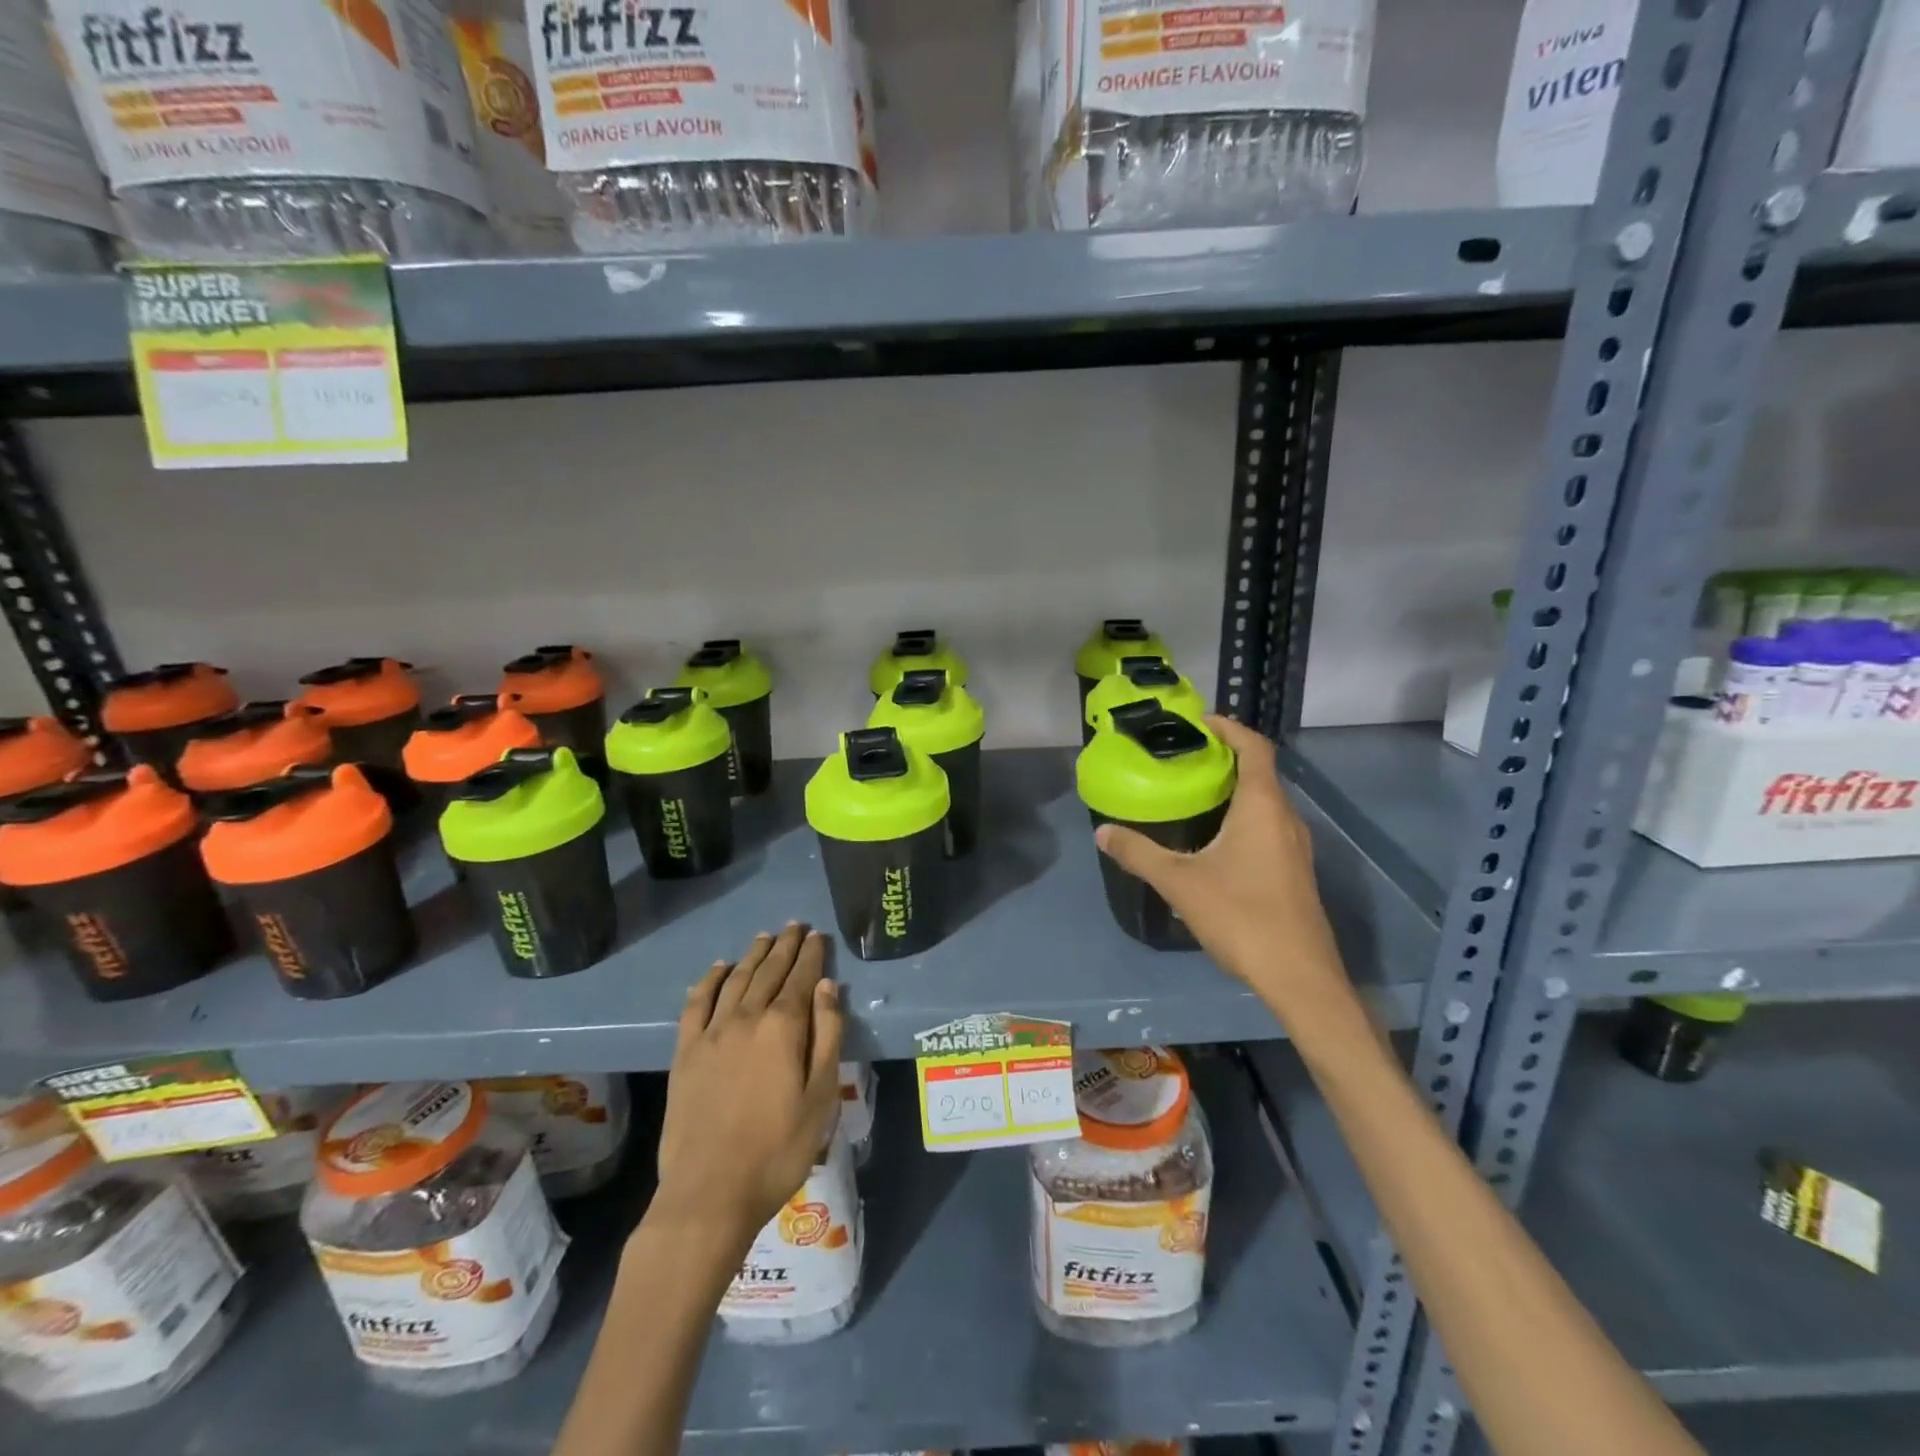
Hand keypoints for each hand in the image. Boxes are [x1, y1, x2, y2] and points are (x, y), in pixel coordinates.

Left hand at [651, 924, 843, 1250]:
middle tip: (796, 926)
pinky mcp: (685, 1053)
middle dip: (785, 947)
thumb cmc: (778, 1149)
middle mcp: (746, 1018)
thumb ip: (826, 1035)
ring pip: (735, 980)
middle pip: (768, 971)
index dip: (812, 955)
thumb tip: (827, 986)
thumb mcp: (820, 1096)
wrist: (709, 1194)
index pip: (802, 978)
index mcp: (782, 1027)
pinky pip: (697, 1004)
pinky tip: (719, 969)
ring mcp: (711, 1034)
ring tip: (765, 937)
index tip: (819, 935)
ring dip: (753, 955)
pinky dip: (709, 981)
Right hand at [1094, 715, 1347, 1017]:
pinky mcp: (1295, 872)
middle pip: (1260, 772)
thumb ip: (1139, 853)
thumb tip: (1103, 832)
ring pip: (1265, 802)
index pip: (1255, 748)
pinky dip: (1242, 817)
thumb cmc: (1242, 917)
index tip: (1199, 722)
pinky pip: (1268, 827)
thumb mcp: (1180, 883)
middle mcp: (1286, 818)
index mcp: (1263, 807)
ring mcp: (1295, 847)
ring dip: (1234, 790)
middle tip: (1183, 758)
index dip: (1229, 728)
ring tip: (1193, 793)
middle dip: (1224, 759)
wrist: (1300, 977)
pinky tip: (1213, 840)